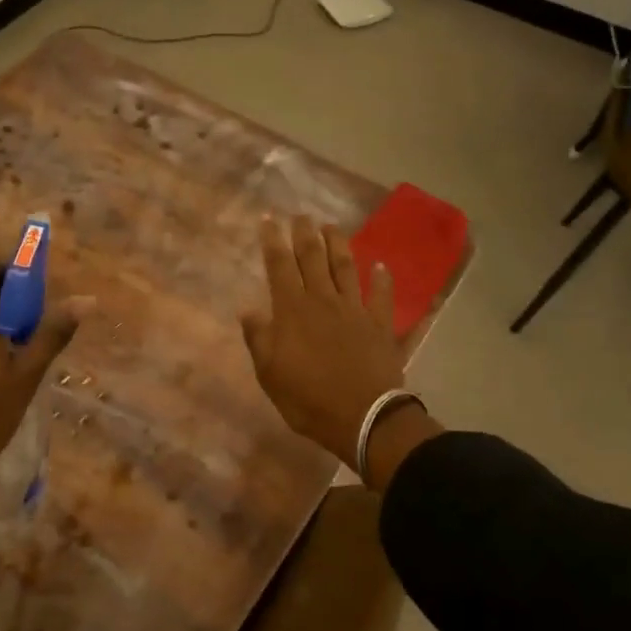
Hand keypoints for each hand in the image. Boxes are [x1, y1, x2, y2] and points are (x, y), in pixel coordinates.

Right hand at [240, 215, 406, 468]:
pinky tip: (381, 265)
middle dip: (304, 234)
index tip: (269, 220)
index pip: (279, 266)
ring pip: (345, 268)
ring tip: (331, 227)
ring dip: (338, 244)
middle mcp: (323, 301)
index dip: (273, 241)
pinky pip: (381, 296)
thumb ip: (259, 339)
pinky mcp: (380, 325)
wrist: (363, 416)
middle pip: (313, 258)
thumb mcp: (269, 374)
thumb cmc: (308, 399)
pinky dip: (382, 279)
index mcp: (292, 311)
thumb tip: (247, 310)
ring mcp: (354, 310)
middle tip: (301, 215)